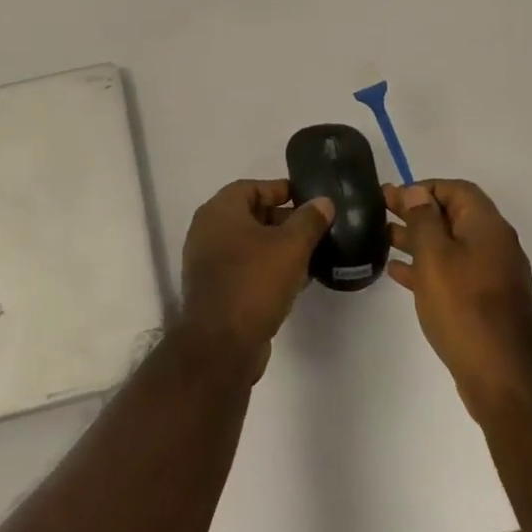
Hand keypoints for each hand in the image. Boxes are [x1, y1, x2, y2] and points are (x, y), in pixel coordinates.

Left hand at [179, 179, 333, 378]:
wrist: (221, 344)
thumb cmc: (255, 282)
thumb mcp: (291, 246)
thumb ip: (309, 220)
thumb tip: (323, 202)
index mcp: (220, 211)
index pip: (252, 187)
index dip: (281, 190)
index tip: (308, 199)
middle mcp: (208, 231)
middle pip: (251, 215)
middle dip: (284, 220)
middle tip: (315, 228)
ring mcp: (208, 262)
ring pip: (249, 244)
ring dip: (278, 247)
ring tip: (311, 254)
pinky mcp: (215, 289)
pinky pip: (245, 268)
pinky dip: (267, 268)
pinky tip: (296, 281)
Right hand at [387, 180, 531, 421]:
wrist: (501, 376)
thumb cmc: (463, 307)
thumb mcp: (435, 256)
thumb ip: (423, 219)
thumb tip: (416, 191)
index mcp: (487, 226)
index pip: (456, 189)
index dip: (424, 188)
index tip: (394, 197)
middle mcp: (494, 244)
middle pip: (452, 215)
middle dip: (416, 211)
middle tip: (381, 210)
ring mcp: (492, 274)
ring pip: (450, 244)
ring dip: (418, 238)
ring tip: (383, 238)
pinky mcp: (485, 301)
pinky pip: (453, 271)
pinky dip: (427, 266)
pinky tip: (399, 273)